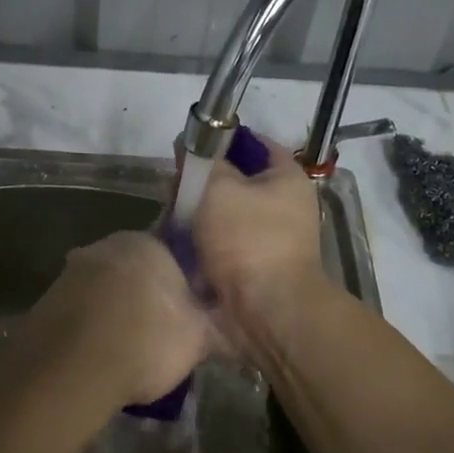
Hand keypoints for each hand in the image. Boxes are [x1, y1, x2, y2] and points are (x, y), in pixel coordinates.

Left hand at [12, 231, 211, 422]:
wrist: (72, 368)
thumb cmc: (146, 341)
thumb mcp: (197, 338)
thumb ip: (208, 324)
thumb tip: (216, 324)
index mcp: (147, 243)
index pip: (174, 256)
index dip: (183, 287)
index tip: (188, 315)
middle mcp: (106, 246)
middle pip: (135, 270)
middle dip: (145, 297)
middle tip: (159, 334)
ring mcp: (72, 272)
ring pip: (105, 291)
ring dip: (115, 313)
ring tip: (127, 353)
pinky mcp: (46, 301)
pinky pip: (80, 313)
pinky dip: (90, 330)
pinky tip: (98, 358)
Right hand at [191, 133, 331, 351]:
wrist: (265, 312)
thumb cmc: (248, 240)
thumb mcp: (218, 187)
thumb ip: (202, 163)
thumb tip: (189, 148)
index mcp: (285, 178)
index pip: (252, 144)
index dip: (220, 140)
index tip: (188, 148)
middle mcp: (282, 206)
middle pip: (233, 181)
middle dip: (200, 184)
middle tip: (172, 189)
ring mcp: (266, 240)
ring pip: (220, 216)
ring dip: (194, 217)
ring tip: (168, 218)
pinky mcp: (249, 269)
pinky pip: (217, 246)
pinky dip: (197, 246)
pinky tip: (174, 246)